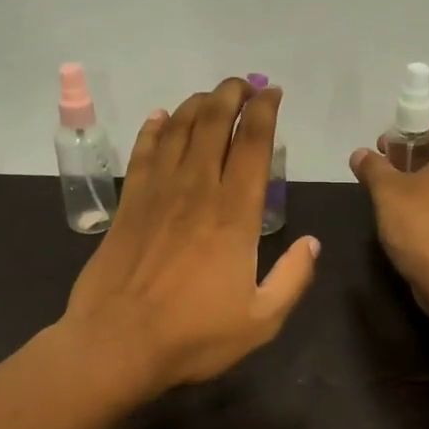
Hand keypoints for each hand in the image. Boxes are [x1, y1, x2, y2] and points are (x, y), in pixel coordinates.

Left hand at [63, 77, 319, 395]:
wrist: (116, 344)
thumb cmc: (193, 336)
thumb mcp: (261, 320)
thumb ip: (292, 278)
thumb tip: (312, 243)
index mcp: (235, 215)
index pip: (253, 146)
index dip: (264, 113)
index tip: (273, 94)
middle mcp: (197, 191)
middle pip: (213, 125)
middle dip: (231, 96)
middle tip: (244, 85)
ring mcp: (157, 194)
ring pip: (177, 130)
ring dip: (196, 105)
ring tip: (211, 96)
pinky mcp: (128, 204)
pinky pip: (142, 153)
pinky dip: (153, 129)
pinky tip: (159, 118)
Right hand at [350, 120, 428, 311]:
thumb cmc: (422, 223)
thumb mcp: (387, 191)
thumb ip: (373, 167)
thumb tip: (360, 154)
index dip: (409, 134)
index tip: (386, 150)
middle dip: (417, 158)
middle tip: (388, 171)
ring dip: (428, 182)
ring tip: (397, 196)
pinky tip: (416, 218)